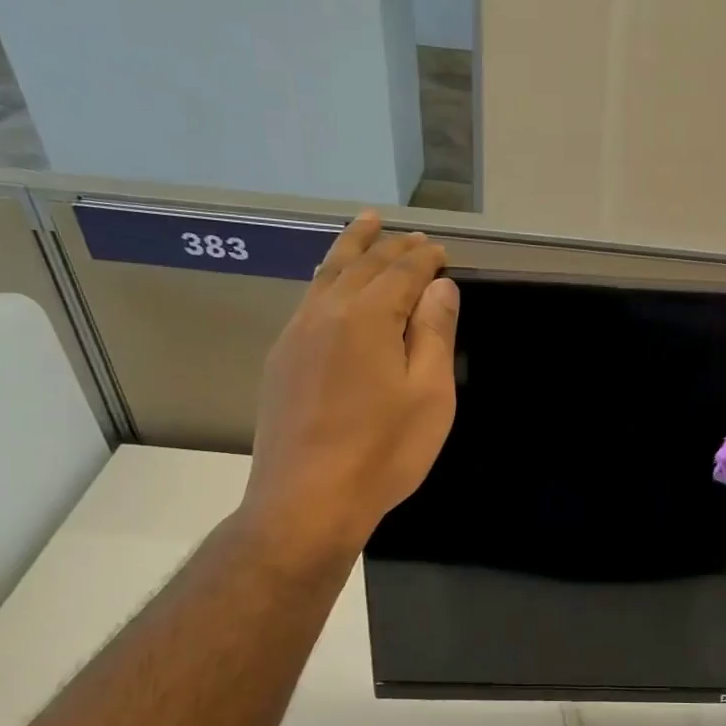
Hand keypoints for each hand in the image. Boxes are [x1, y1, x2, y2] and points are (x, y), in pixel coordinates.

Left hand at [236, 212, 459, 561]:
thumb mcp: (429, 395)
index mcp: (367, 317)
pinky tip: (332, 282)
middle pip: (361, 264)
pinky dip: (327, 277)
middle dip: (389, 246)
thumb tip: (440, 287)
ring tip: (364, 225)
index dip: (425, 259)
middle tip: (411, 234)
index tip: (442, 251)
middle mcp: (326, 313)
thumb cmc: (383, 451)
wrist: (308, 500)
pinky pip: (309, 299)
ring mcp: (297, 335)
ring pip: (326, 275)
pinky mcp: (282, 359)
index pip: (401, 272)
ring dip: (350, 247)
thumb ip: (434, 334)